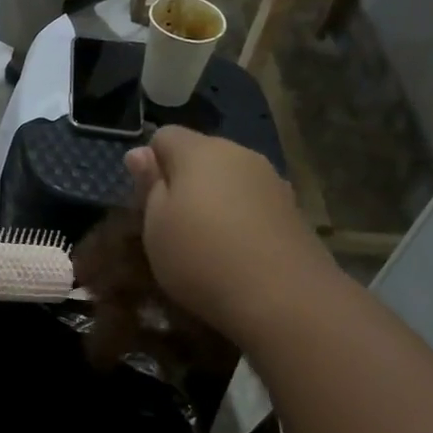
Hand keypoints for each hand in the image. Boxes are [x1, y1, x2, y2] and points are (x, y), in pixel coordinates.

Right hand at [123, 128, 327, 338]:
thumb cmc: (201, 257)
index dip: (150, 163)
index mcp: (199, 151)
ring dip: (215, 201)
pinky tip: (237, 253)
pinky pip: (253, 204)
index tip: (145, 200)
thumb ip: (149, 185)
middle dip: (183, 181)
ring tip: (206, 243)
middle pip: (201, 156)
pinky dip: (240, 220)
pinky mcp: (293, 210)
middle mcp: (239, 154)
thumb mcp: (155, 225)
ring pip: (230, 180)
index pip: (165, 135)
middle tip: (170, 226)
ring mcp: (272, 181)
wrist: (283, 297)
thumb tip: (139, 152)